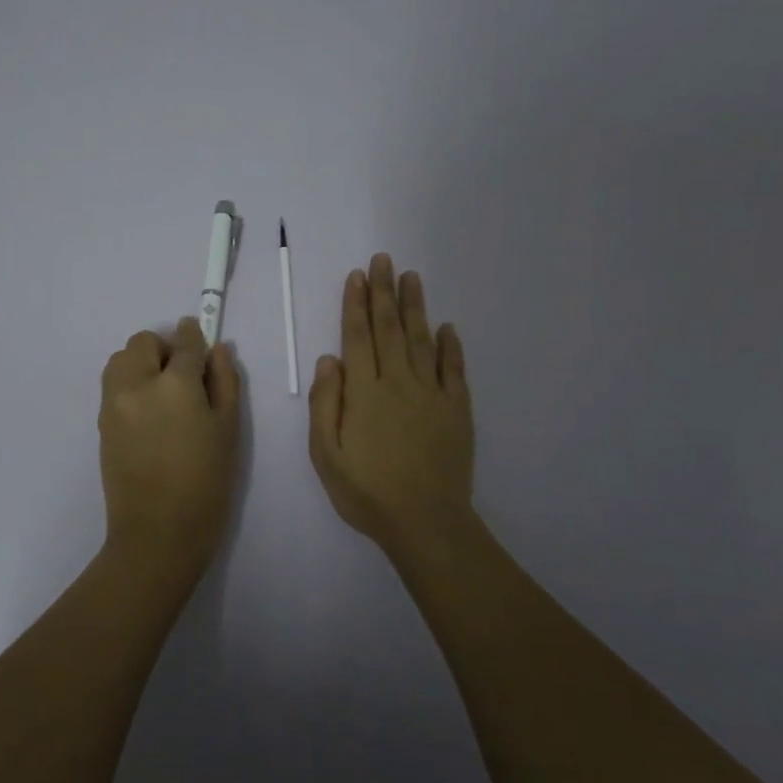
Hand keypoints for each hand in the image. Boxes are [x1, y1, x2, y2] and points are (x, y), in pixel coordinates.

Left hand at [99, 317, 242, 583]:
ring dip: (141, 363)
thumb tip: (216, 350)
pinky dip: (129, 384)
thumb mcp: (228, 429)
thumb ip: (224, 381)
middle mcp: (137, 384)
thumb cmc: (206, 483)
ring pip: (121, 359)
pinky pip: (113, 385)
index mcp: (175, 384)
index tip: (201, 339)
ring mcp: (113, 403)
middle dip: (164, 349)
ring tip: (162, 395)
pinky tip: (149, 415)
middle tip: (184, 378)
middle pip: (143, 342)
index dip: (195, 336)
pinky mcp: (101, 422)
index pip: (185, 342)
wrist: (158, 533)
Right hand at [308, 253, 476, 560]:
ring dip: (415, 307)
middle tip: (384, 260)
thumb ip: (325, 404)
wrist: (426, 522)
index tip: (358, 276)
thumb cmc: (367, 491)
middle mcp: (398, 382)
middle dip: (384, 292)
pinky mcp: (457, 410)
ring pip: (422, 340)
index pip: (358, 336)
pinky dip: (451, 347)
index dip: (356, 303)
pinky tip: (448, 327)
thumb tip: (329, 359)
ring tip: (412, 277)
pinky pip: (454, 370)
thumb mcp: (326, 454)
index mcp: (364, 392)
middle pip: (390, 328)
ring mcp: (432, 394)